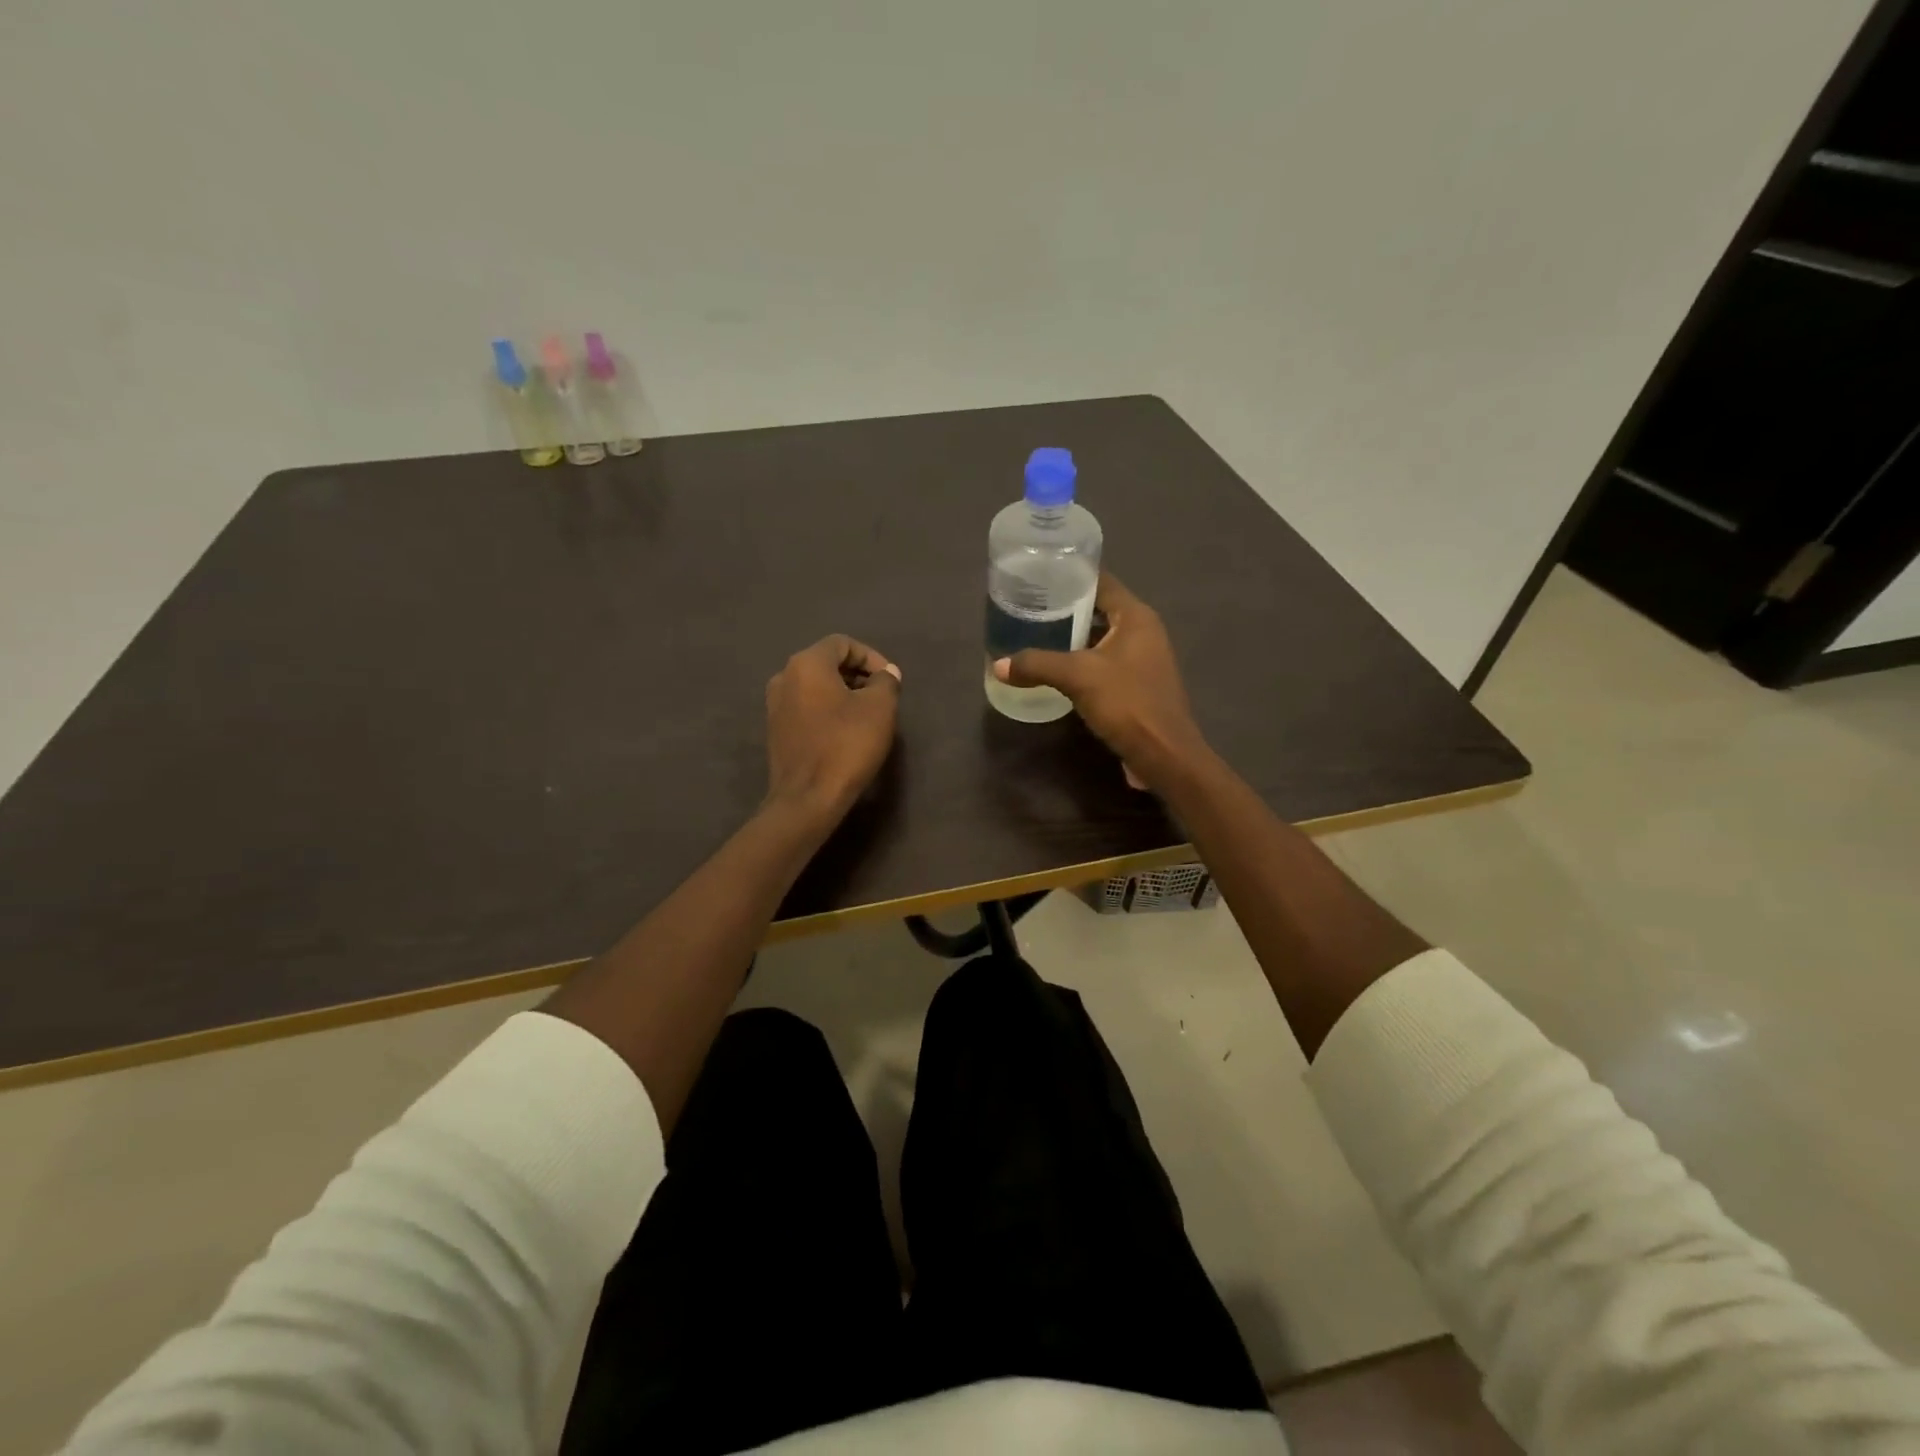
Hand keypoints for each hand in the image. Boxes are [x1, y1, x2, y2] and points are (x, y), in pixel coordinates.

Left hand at [765, 635, 902, 820]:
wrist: (807, 798)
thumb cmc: (846, 745)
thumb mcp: (880, 708)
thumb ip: (886, 682)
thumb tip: (886, 674)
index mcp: (806, 664)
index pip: (842, 644)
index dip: (871, 657)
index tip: (889, 679)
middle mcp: (784, 677)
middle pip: (826, 663)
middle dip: (857, 675)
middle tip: (882, 695)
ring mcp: (775, 706)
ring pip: (815, 687)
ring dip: (842, 693)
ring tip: (867, 714)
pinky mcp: (776, 731)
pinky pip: (806, 708)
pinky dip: (827, 710)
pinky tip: (845, 732)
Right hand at [993, 575, 1206, 791]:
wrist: (1164, 755)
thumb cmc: (1127, 704)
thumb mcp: (1077, 677)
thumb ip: (1037, 664)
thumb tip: (997, 665)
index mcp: (1136, 617)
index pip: (1102, 582)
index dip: (1071, 576)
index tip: (1038, 577)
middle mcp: (1144, 633)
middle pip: (1100, 610)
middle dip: (1066, 609)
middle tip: (1029, 608)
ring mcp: (1144, 661)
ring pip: (1102, 640)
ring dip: (1073, 639)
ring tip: (1035, 636)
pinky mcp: (1138, 687)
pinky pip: (1105, 664)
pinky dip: (1082, 663)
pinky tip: (1056, 672)